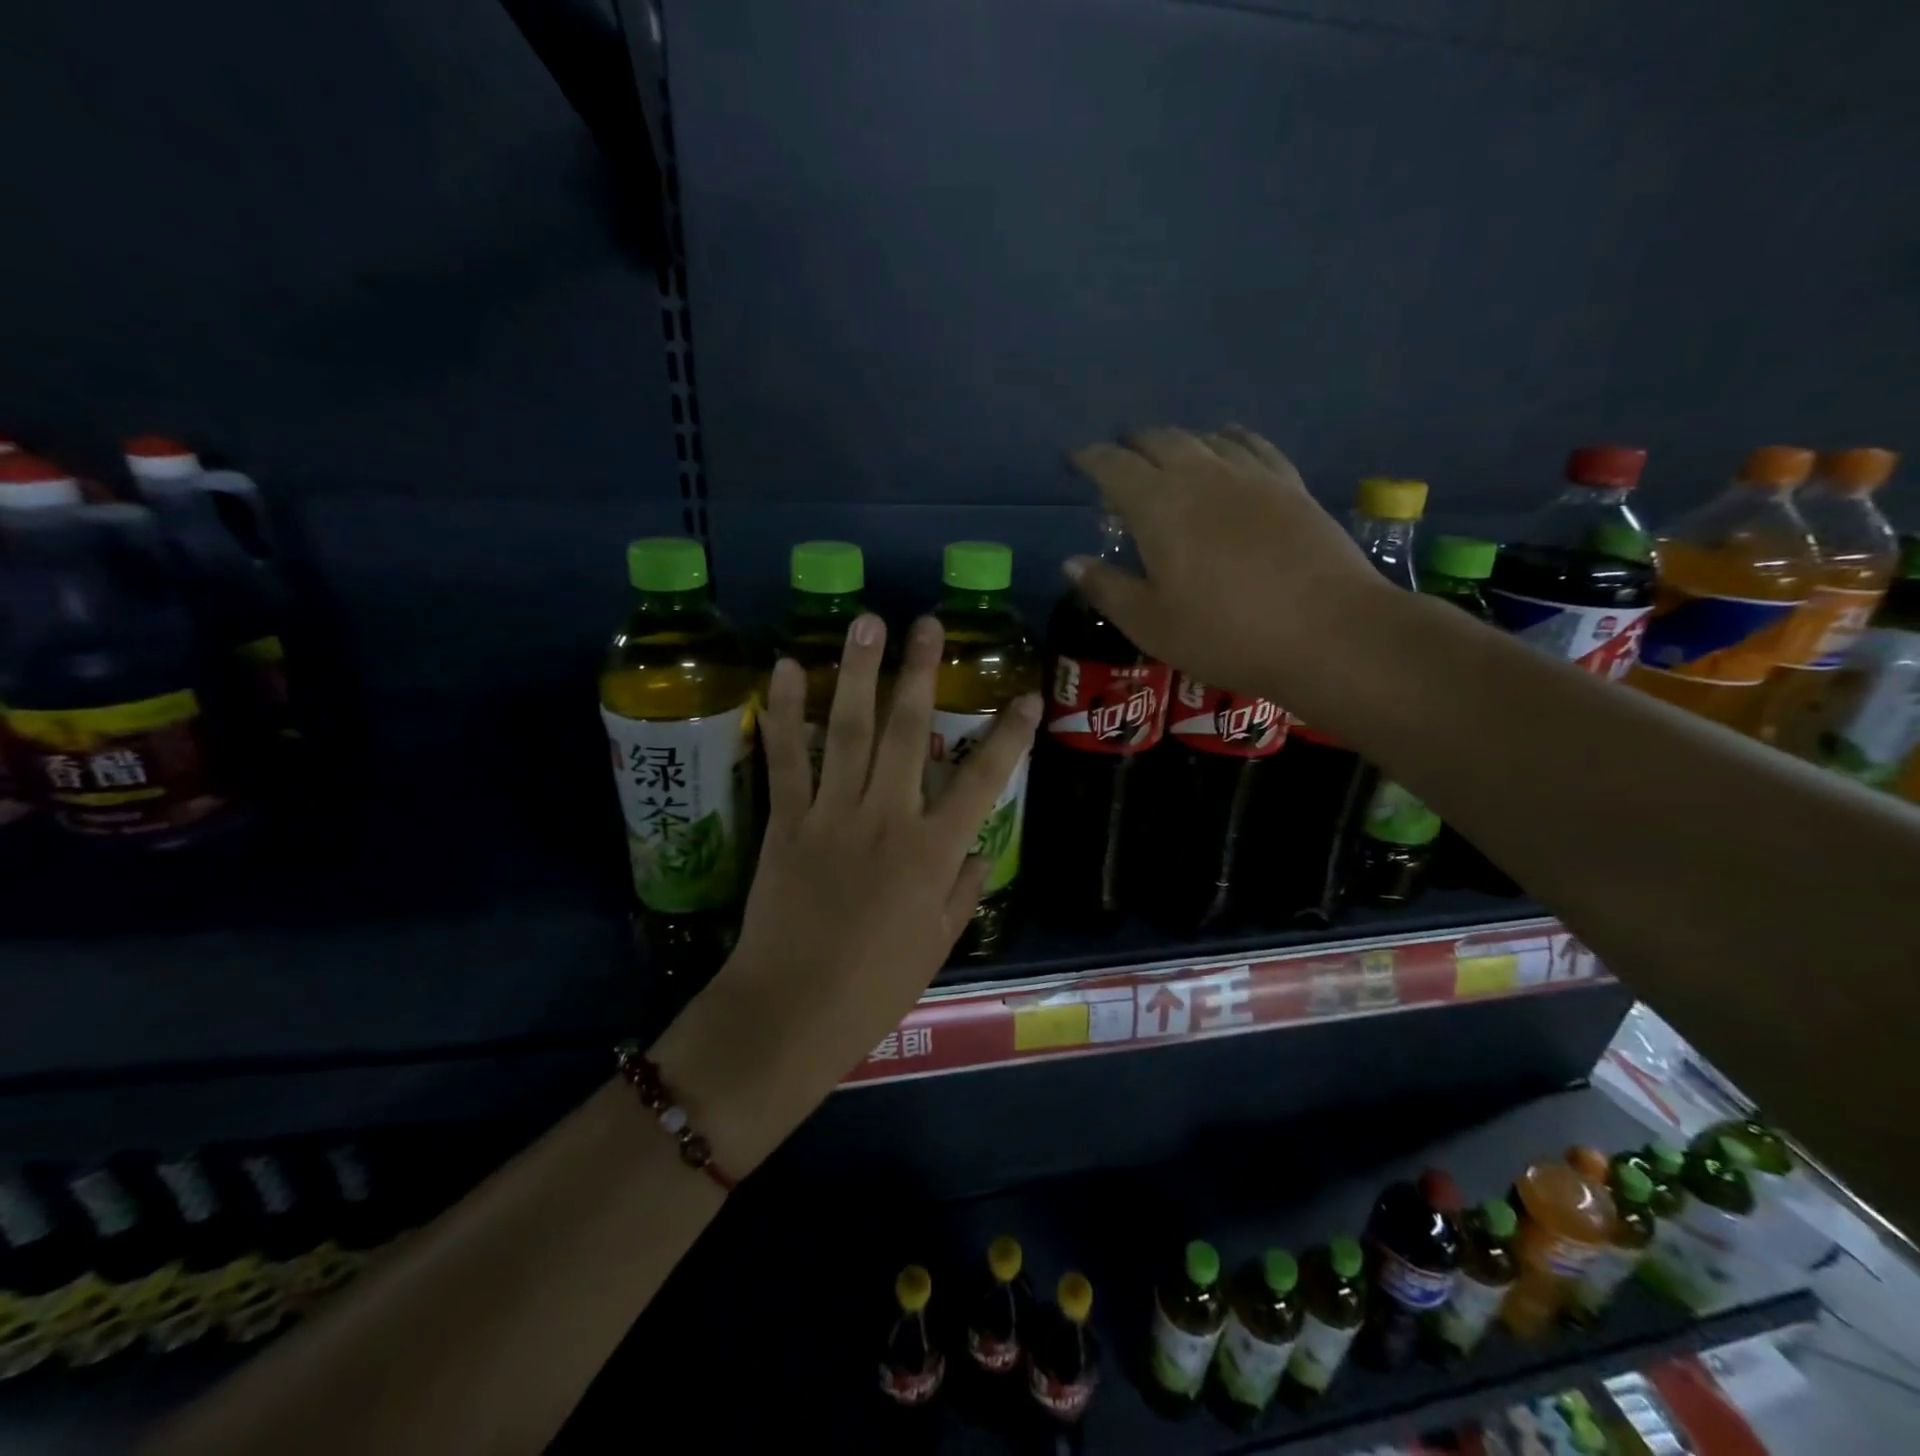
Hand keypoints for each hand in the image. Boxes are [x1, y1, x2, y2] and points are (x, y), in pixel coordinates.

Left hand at [655, 613, 1040, 1172]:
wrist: (792, 1011)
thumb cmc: (875, 986)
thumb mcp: (938, 944)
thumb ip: (964, 890)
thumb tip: (982, 851)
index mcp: (934, 852)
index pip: (982, 781)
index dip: (1008, 736)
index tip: (1025, 695)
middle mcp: (888, 818)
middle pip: (908, 732)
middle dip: (921, 673)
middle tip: (928, 624)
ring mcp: (833, 814)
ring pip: (848, 729)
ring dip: (857, 671)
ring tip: (866, 622)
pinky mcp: (786, 820)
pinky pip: (786, 758)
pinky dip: (784, 712)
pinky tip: (784, 668)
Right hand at [1065, 425, 1386, 702]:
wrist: (1328, 633)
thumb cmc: (1225, 634)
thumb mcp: (1150, 623)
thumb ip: (1106, 588)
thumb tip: (1071, 562)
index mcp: (1159, 506)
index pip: (1114, 466)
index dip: (1089, 458)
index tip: (1075, 460)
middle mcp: (1202, 476)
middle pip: (1159, 441)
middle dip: (1131, 445)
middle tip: (1117, 462)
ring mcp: (1252, 476)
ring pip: (1204, 438)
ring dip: (1176, 442)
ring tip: (1165, 458)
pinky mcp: (1291, 485)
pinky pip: (1251, 445)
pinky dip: (1227, 439)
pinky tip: (1227, 444)